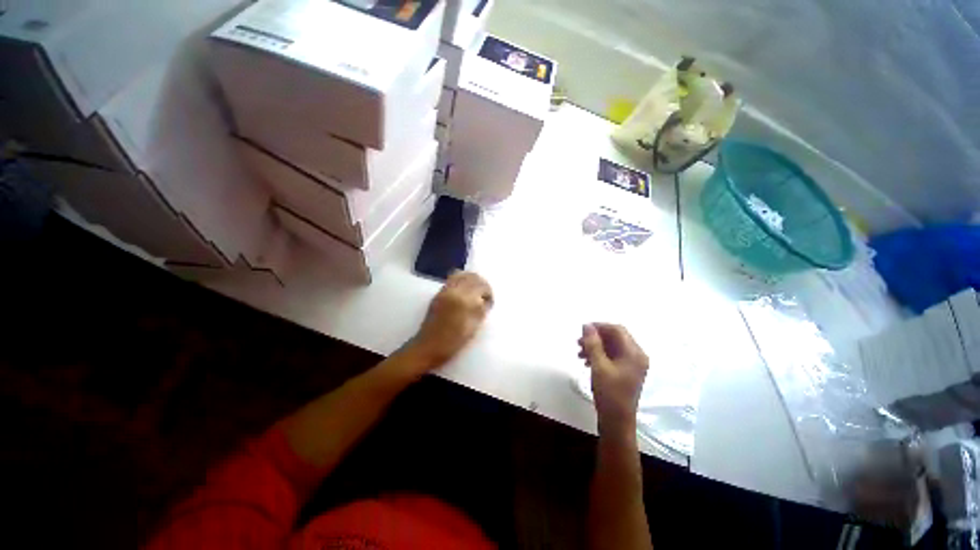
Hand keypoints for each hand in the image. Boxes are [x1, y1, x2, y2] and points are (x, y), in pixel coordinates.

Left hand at [407, 272, 493, 369]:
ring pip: (462, 275)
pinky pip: (453, 279)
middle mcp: (454, 290)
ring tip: (475, 292)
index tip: (489, 302)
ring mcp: (445, 290)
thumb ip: (481, 310)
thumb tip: (485, 300)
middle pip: (473, 277)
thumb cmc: (453, 341)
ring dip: (472, 280)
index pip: (482, 286)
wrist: (429, 346)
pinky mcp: (439, 293)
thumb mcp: (473, 327)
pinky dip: (462, 280)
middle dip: (481, 284)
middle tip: (484, 295)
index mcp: (464, 300)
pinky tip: (465, 292)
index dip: (489, 293)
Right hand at [578, 323, 648, 435]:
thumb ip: (592, 344)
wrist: (617, 421)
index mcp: (634, 353)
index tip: (582, 330)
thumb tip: (587, 326)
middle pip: (615, 337)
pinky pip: (612, 356)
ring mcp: (632, 364)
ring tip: (580, 353)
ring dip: (595, 346)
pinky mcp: (626, 372)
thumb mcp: (598, 366)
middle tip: (578, 342)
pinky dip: (599, 355)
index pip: (617, 330)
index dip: (599, 326)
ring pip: (612, 347)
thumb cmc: (609, 393)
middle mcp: (637, 356)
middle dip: (595, 337)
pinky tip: (587, 362)